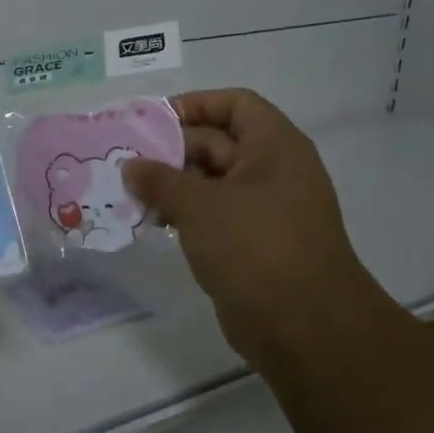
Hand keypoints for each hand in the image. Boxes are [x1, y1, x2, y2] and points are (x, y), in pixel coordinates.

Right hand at [123, 89, 383, 365]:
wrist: (306, 328)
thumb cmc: (256, 247)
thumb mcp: (199, 206)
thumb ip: (159, 180)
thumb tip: (131, 166)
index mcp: (274, 146)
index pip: (235, 104)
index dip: (195, 105)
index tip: (153, 121)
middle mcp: (274, 171)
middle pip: (218, 143)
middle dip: (172, 150)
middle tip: (127, 161)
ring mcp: (266, 209)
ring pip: (213, 182)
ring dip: (174, 185)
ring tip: (131, 193)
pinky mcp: (255, 243)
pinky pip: (215, 215)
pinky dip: (186, 214)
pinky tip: (153, 222)